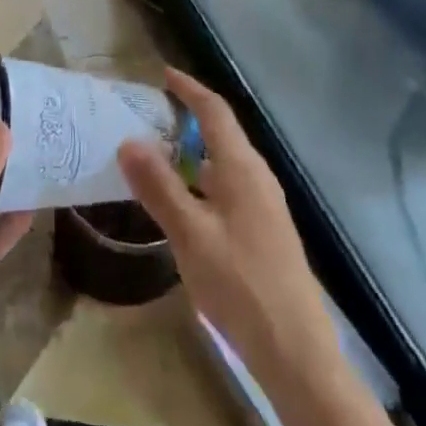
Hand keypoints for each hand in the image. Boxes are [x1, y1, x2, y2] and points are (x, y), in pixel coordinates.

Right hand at [119, 69, 335, 378]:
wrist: (296, 352)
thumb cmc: (240, 285)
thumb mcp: (190, 235)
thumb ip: (159, 186)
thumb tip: (129, 141)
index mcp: (243, 169)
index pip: (215, 112)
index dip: (189, 89)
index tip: (162, 73)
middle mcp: (257, 178)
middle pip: (221, 134)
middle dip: (187, 119)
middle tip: (147, 116)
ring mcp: (264, 206)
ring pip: (223, 164)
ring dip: (191, 153)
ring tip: (155, 156)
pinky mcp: (263, 231)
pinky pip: (227, 188)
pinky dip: (200, 181)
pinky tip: (181, 204)